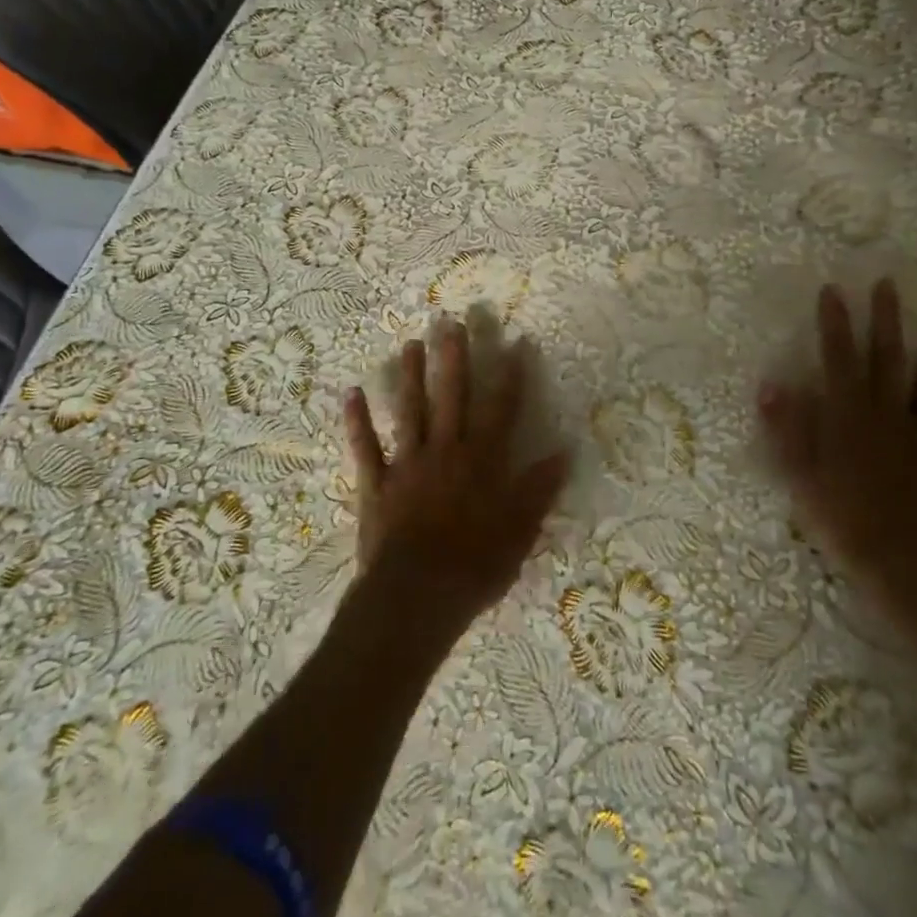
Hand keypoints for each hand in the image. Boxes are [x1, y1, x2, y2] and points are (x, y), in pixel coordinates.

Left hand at [344, 319, 569, 630]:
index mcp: (482, 460)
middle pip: (451, 396)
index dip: (510, 374)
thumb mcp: (520, 531)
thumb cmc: (475, 565)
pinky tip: (352, 393)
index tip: (515, 341)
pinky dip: (357, 421)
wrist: (416, 596)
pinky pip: (365, 447)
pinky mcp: (377, 484)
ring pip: (410, 411)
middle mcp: (446, 450)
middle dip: (454, 357)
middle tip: (451, 320)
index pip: (501, 408)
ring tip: (411, 343)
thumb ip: (539, 488)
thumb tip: (565, 452)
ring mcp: (408, 464)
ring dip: (410, 377)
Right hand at [758, 280, 916, 622]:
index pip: (838, 358)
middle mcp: (889, 414)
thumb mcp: (800, 477)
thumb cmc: (844, 522)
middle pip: (888, 358)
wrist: (908, 568)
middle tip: (888, 284)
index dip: (834, 323)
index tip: (833, 290)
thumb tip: (771, 385)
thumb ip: (787, 429)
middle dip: (885, 319)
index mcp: (849, 417)